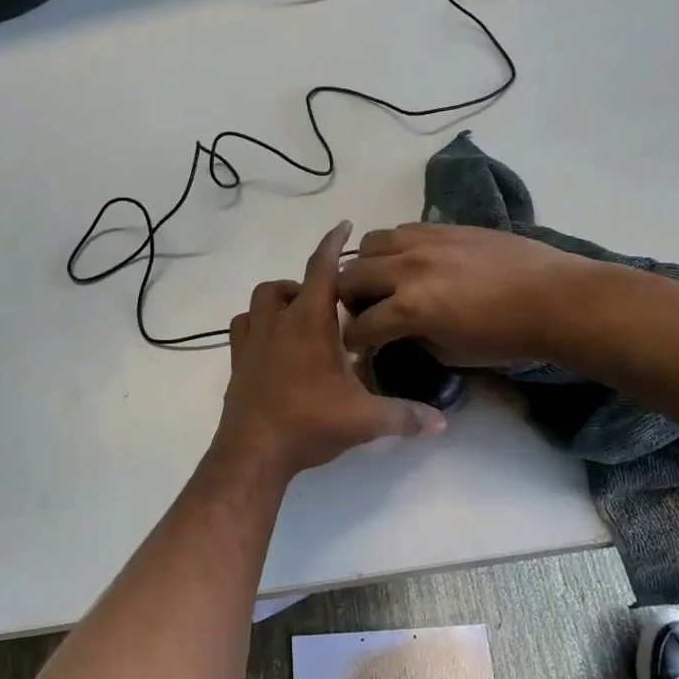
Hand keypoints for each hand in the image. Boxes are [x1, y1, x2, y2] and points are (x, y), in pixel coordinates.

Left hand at [219, 221, 447, 476]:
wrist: (253, 452)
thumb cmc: (309, 423)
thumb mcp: (364, 420)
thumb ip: (405, 416)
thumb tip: (442, 422)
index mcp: (310, 323)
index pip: (322, 269)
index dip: (334, 244)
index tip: (344, 226)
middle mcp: (278, 322)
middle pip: (288, 284)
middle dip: (309, 285)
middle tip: (332, 306)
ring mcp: (252, 340)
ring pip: (260, 300)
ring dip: (280, 300)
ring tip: (302, 319)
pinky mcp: (237, 361)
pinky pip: (242, 327)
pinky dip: (257, 323)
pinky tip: (273, 342)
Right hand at [337, 222, 594, 365]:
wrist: (556, 299)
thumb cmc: (507, 338)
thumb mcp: (451, 354)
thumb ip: (414, 339)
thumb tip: (398, 331)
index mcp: (410, 308)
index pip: (359, 325)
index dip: (353, 341)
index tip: (357, 347)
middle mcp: (408, 268)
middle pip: (351, 277)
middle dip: (348, 299)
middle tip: (363, 311)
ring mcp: (426, 241)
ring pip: (370, 243)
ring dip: (367, 265)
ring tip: (382, 280)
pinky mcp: (444, 226)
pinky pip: (402, 229)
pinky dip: (394, 247)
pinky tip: (410, 261)